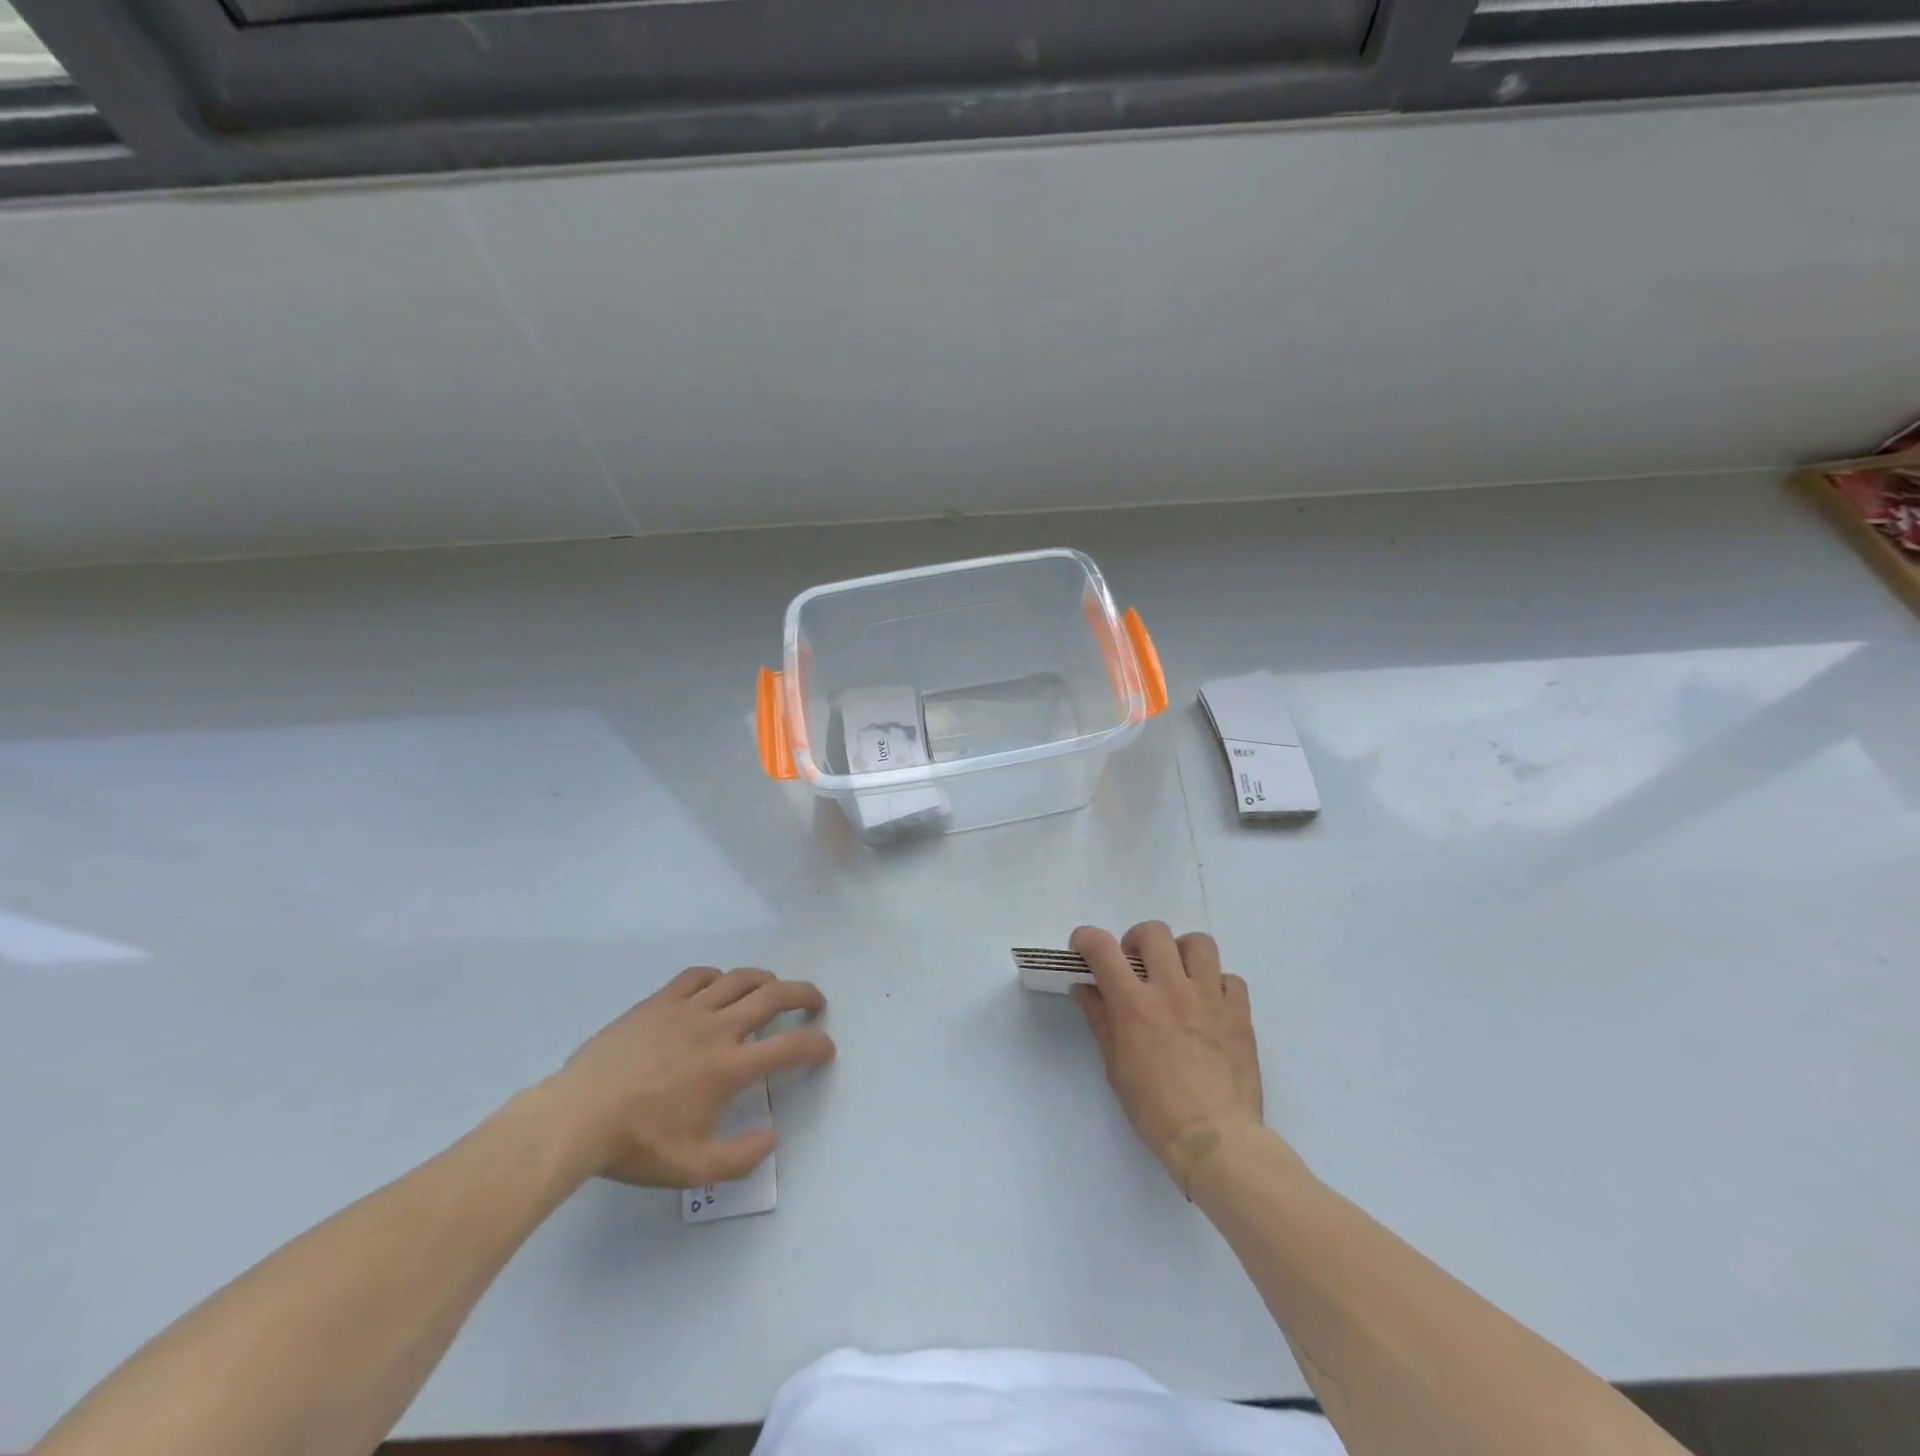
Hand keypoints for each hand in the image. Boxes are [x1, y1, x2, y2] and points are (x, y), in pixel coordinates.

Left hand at [542, 967, 833, 1186]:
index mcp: (729, 1068)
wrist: (577, 1116)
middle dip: (804, 995)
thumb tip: (772, 1135)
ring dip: (765, 980)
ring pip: (739, 979)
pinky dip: (718, 977)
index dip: (816, 1045)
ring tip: (772, 989)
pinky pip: (698, 976)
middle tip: (815, 1003)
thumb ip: (740, 1157)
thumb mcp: (692, 1169)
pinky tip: (717, 987)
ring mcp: (687, 1009)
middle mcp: (717, 1029)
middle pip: (774, 996)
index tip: (825, 1048)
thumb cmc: (636, 1143)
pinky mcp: (660, 1001)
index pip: (790, 1047)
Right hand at [1071, 921, 1261, 1192]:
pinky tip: (1209, 1006)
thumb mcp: (1115, 1066)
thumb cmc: (1155, 1110)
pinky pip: (1230, 979)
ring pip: (1198, 943)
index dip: (1086, 939)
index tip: (1084, 950)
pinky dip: (1216, 985)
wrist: (1217, 1141)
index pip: (1101, 947)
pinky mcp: (1240, 1013)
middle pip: (1153, 932)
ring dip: (1181, 952)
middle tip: (1136, 966)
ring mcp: (1210, 998)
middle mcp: (1171, 989)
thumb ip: (1100, 1019)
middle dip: (1137, 941)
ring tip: (1177, 976)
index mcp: (1134, 1004)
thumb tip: (1086, 988)